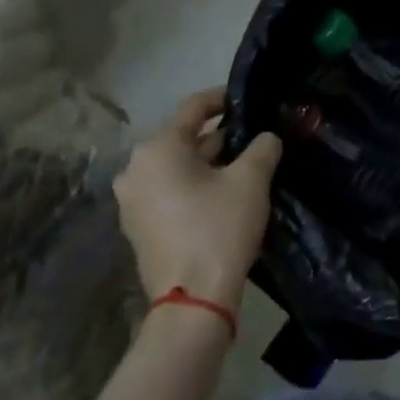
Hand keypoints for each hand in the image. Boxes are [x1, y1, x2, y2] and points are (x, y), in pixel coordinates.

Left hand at [113, 89, 281, 315]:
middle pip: (183, 139)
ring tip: (244, 167)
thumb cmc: (219, 228)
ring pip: (176, 167)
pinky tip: (222, 196)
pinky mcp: (138, 227)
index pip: (194, 107)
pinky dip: (193, 186)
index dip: (223, 99)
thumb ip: (263, 147)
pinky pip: (169, 192)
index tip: (247, 100)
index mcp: (158, 148)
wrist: (193, 300)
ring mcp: (132, 201)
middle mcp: (136, 169)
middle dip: (219, 137)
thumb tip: (267, 137)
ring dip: (208, 164)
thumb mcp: (251, 180)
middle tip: (254, 139)